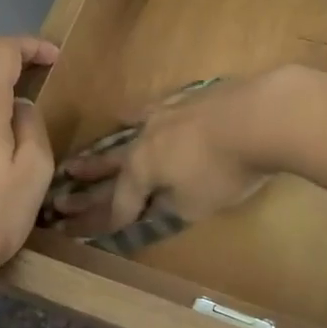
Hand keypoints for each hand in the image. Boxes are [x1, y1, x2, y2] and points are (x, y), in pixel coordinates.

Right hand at [55, 69, 295, 237]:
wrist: (260, 115)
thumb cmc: (225, 170)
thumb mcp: (195, 204)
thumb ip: (170, 207)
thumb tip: (155, 206)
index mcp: (142, 168)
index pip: (120, 200)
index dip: (105, 218)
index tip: (83, 230)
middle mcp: (146, 137)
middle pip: (113, 161)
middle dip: (91, 176)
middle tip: (66, 180)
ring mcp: (167, 112)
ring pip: (131, 130)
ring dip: (110, 143)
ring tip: (90, 148)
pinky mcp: (191, 97)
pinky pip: (157, 108)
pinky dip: (145, 116)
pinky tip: (142, 113)